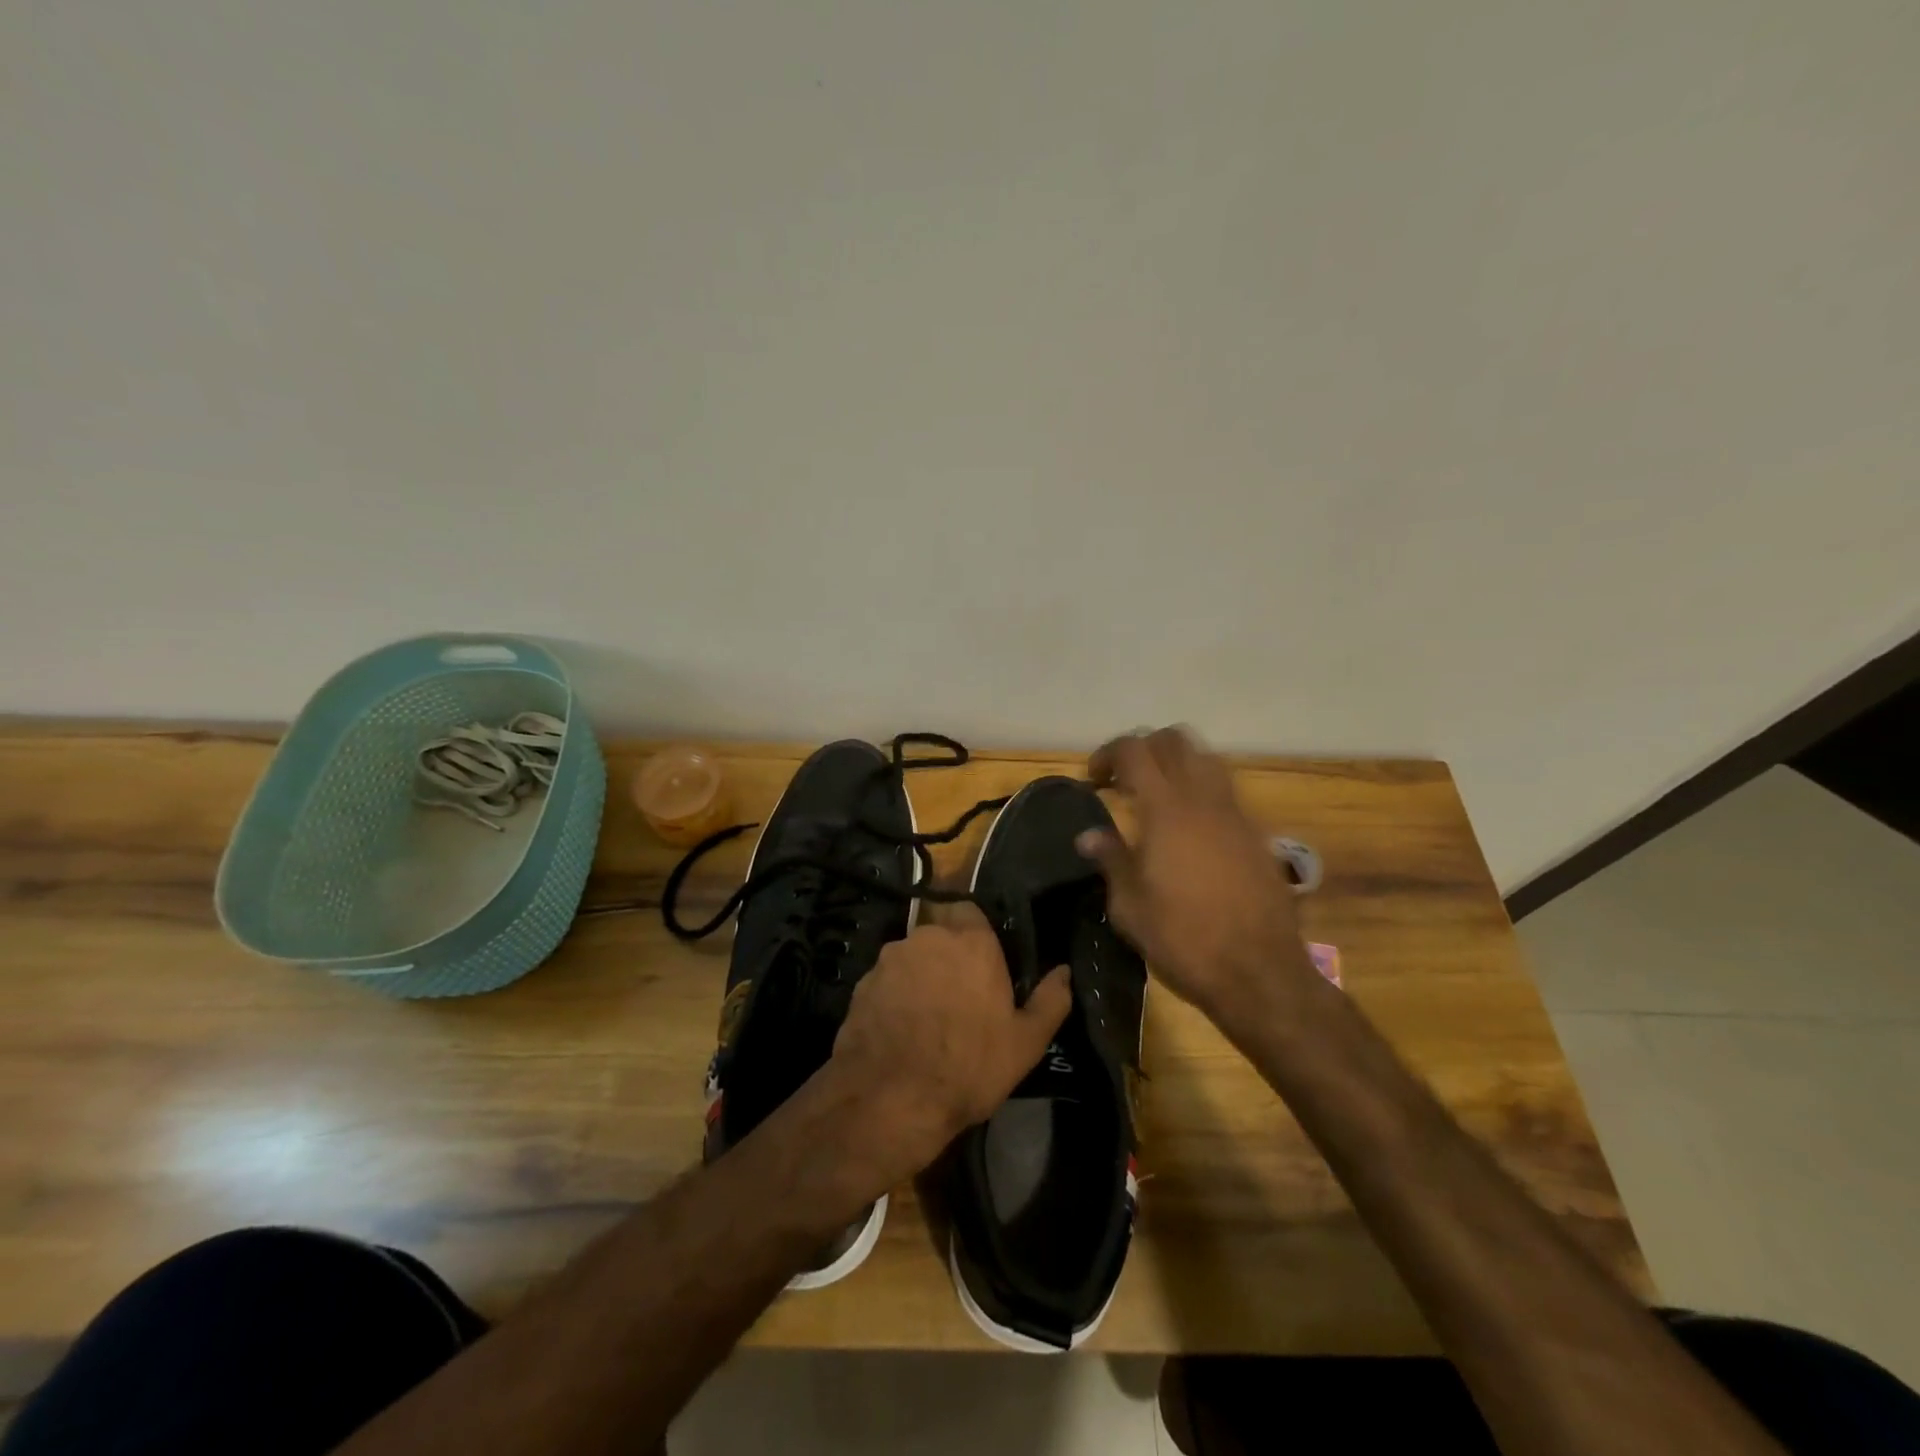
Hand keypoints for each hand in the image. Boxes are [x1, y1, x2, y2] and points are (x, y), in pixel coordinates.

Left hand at [829, 904, 1071, 1183]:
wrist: (891, 1098)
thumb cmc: (969, 1066)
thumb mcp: (1025, 1043)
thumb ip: (1050, 1000)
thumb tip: (1064, 971)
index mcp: (971, 942)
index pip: (971, 910)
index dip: (976, 933)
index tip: (983, 962)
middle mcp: (928, 937)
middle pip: (939, 934)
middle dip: (948, 955)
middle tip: (959, 994)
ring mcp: (890, 958)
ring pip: (911, 956)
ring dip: (920, 974)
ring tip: (927, 1016)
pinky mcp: (861, 983)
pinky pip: (886, 980)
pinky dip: (894, 995)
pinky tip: (900, 1029)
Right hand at [1081, 726, 1311, 1025]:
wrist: (1259, 972)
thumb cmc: (1183, 940)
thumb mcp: (1130, 906)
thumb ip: (1111, 859)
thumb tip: (1089, 835)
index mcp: (1166, 810)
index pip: (1134, 750)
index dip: (1109, 754)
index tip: (1094, 780)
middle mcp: (1203, 799)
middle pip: (1175, 740)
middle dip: (1144, 750)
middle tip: (1124, 782)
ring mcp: (1235, 814)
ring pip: (1206, 758)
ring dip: (1177, 764)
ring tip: (1156, 798)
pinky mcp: (1256, 834)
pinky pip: (1225, 790)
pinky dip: (1201, 791)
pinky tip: (1189, 829)